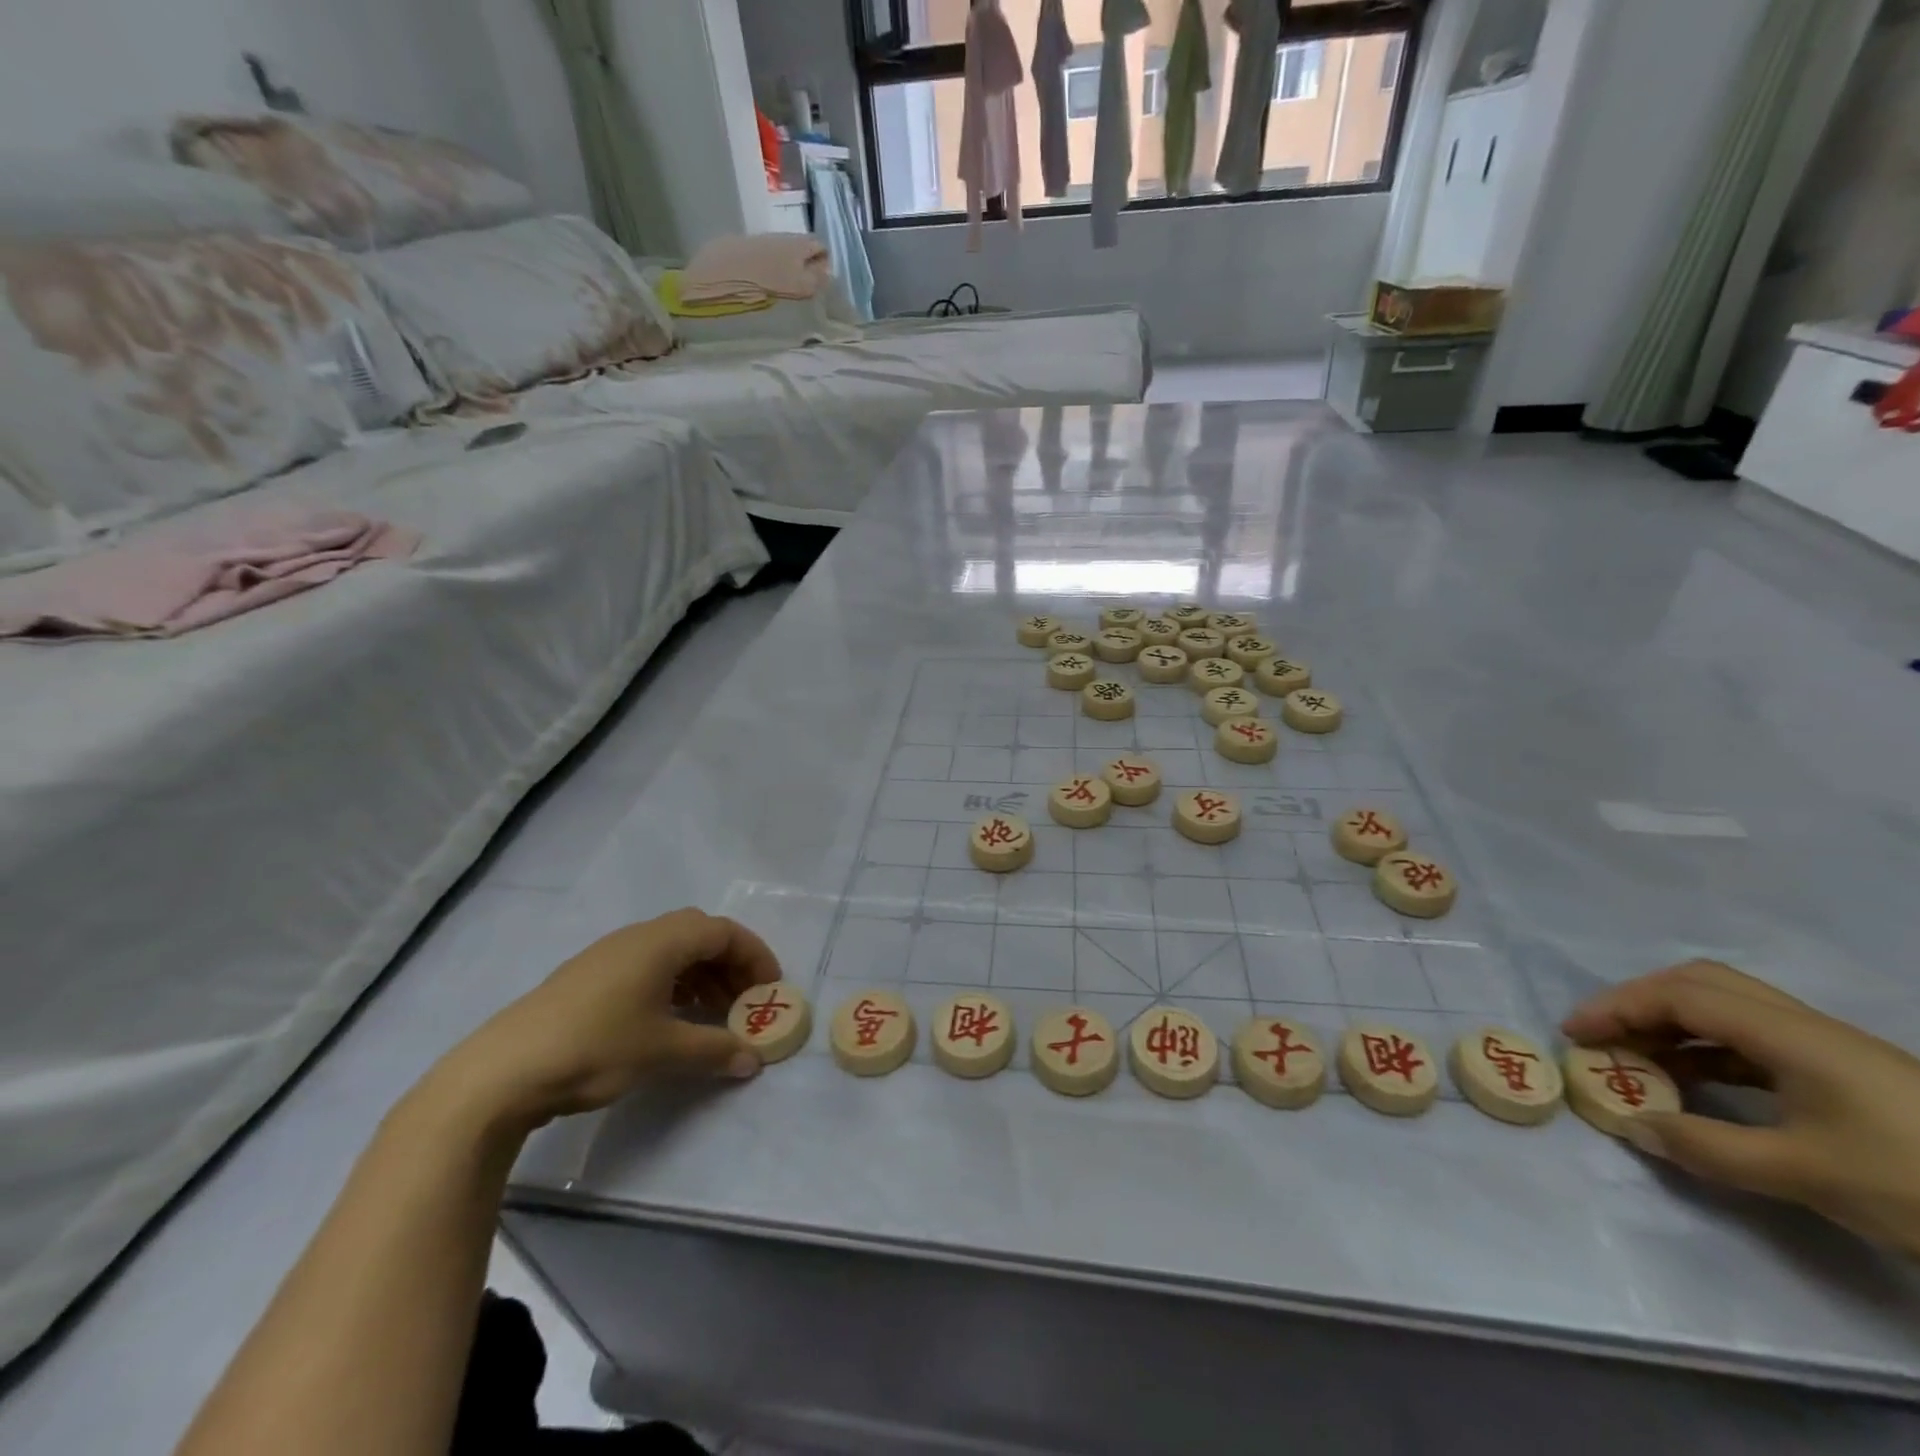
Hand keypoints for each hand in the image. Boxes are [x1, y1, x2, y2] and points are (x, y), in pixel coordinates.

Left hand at [428, 910, 782, 1131]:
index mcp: (661, 941)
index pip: (724, 932)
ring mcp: (609, 955)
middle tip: (743, 1001)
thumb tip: (753, 1060)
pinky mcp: (588, 977)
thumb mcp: (664, 1052)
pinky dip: (672, 985)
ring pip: (672, 951)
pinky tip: (670, 1020)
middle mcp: (638, 937)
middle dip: (729, 964)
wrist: (503, 1071)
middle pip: (699, 935)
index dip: (755, 956)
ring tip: (712, 1015)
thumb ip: (715, 1051)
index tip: (770, 989)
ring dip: (701, 976)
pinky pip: (647, 966)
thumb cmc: (596, 1048)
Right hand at [1563, 960, 1919, 1255]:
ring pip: (1727, 1010)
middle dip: (1638, 1002)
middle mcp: (1805, 1027)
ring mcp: (1830, 1051)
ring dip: (1671, 1026)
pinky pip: (1753, 1041)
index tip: (1575, 1035)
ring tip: (1637, 1061)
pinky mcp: (1846, 1076)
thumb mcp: (1806, 1175)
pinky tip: (1693, 1083)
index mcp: (1792, 1035)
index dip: (1618, 1008)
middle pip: (1701, 985)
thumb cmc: (1915, 1182)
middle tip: (1602, 1036)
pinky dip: (1706, 1051)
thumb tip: (1633, 1126)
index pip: (1680, 997)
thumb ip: (1708, 1147)